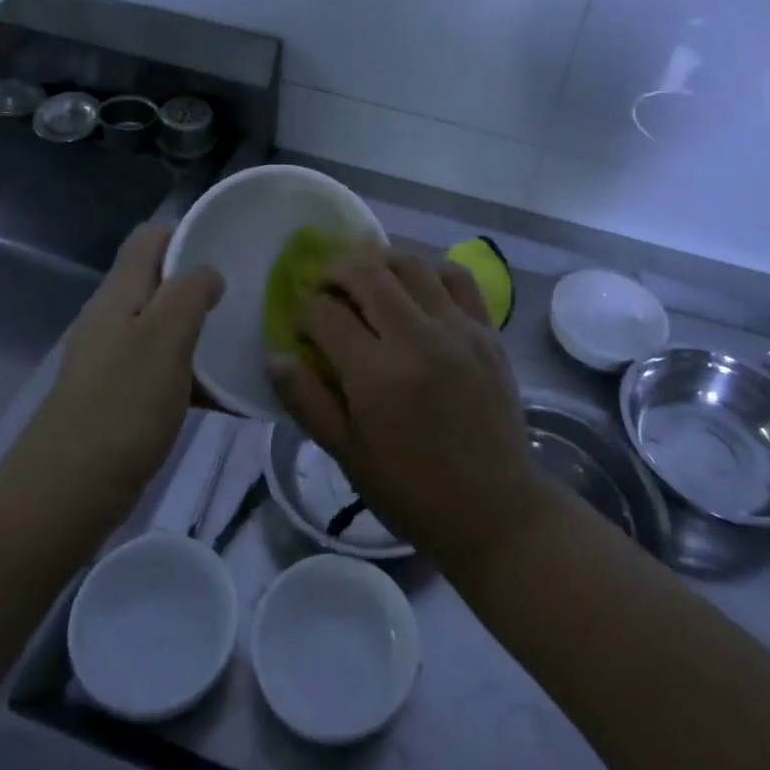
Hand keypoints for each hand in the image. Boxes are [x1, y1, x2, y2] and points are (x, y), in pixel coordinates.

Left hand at [11, 223, 223, 522]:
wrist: (66, 493)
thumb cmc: (122, 406)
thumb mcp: (164, 338)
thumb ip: (189, 293)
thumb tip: (208, 272)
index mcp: (119, 293)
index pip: (151, 238)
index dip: (188, 233)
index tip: (231, 246)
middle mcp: (113, 318)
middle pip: (160, 282)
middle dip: (202, 284)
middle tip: (249, 295)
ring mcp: (114, 359)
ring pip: (165, 328)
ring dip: (202, 331)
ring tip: (246, 340)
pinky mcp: (120, 397)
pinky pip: (164, 371)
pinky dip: (194, 375)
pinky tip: (228, 395)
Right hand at [266, 247, 548, 575]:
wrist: (494, 510)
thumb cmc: (412, 491)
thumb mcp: (348, 455)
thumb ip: (307, 401)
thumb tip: (275, 355)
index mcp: (377, 376)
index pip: (326, 314)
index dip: (303, 312)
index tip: (301, 325)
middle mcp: (418, 339)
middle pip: (366, 272)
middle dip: (334, 270)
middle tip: (324, 285)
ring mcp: (458, 329)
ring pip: (411, 262)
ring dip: (379, 259)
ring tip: (365, 274)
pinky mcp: (487, 330)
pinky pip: (457, 275)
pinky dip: (430, 268)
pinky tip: (415, 282)